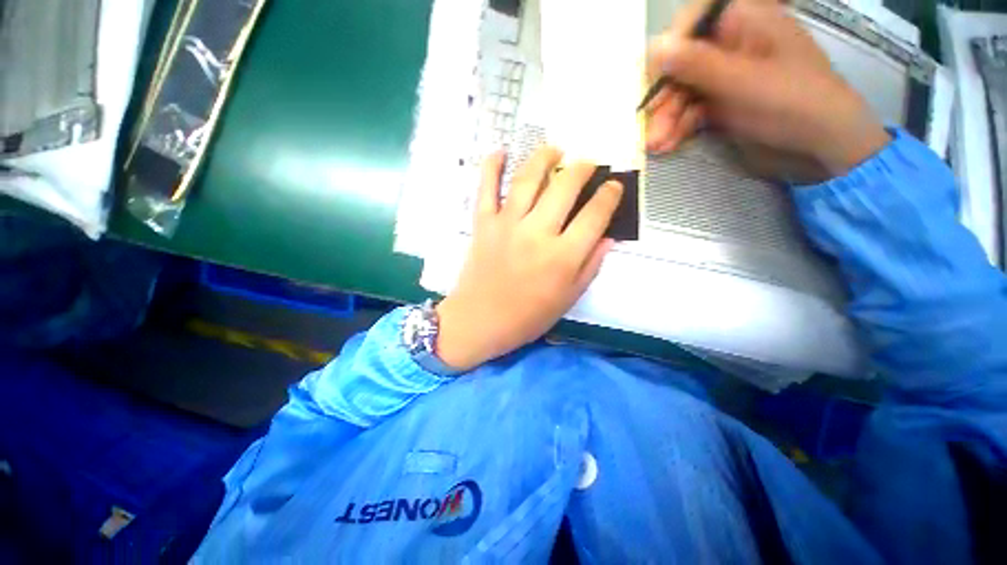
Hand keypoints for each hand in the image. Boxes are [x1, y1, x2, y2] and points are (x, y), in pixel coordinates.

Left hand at [434, 148, 622, 370]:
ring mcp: (507, 225)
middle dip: (582, 168)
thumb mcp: (568, 299)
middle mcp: (537, 233)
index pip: (595, 215)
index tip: (614, 185)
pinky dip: (491, 166)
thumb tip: (608, 237)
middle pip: (564, 187)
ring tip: (555, 149)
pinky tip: (500, 152)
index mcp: (562, 257)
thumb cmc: (527, 317)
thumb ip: (590, 266)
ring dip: (544, 158)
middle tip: (588, 162)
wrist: (479, 321)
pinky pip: (486, 188)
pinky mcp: (483, 224)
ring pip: (528, 179)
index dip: (609, 195)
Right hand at [645, 0, 889, 178]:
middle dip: (665, 98)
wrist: (820, 148)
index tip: (655, 79)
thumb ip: (698, 65)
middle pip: (683, 63)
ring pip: (684, 92)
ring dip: (667, 119)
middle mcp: (732, 46)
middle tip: (650, 128)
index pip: (694, 22)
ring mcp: (727, 77)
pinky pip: (691, 112)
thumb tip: (654, 47)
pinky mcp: (723, 104)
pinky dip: (678, 128)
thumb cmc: (792, 104)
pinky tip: (668, 145)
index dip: (670, 48)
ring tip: (656, 145)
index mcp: (746, 22)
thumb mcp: (743, 82)